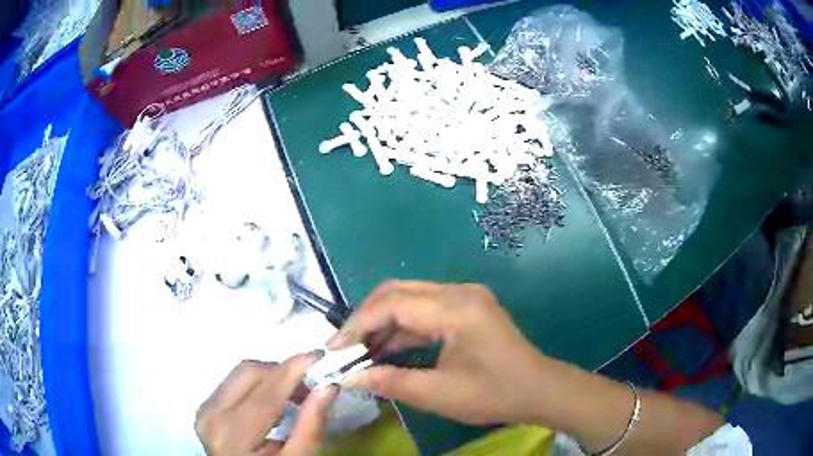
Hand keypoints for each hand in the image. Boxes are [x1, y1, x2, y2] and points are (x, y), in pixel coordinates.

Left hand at [195, 355, 337, 455]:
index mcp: (233, 435)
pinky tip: (272, 402)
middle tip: (309, 386)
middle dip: (282, 373)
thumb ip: (309, 428)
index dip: (292, 372)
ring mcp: (204, 409)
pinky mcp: (206, 406)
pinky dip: (257, 385)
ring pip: (240, 374)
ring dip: (270, 377)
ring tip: (293, 396)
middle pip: (248, 373)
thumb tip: (327, 388)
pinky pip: (233, 382)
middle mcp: (211, 415)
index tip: (318, 357)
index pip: (265, 395)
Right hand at [328, 280, 547, 425]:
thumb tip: (349, 377)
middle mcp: (459, 292)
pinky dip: (402, 327)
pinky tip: (386, 348)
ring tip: (359, 351)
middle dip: (366, 319)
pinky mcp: (466, 307)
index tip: (335, 348)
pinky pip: (424, 310)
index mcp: (456, 308)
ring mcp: (464, 297)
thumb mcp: (439, 394)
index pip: (393, 304)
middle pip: (398, 293)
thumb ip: (391, 382)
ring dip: (382, 323)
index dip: (358, 324)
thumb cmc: (494, 394)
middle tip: (344, 348)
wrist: (538, 389)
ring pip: (409, 299)